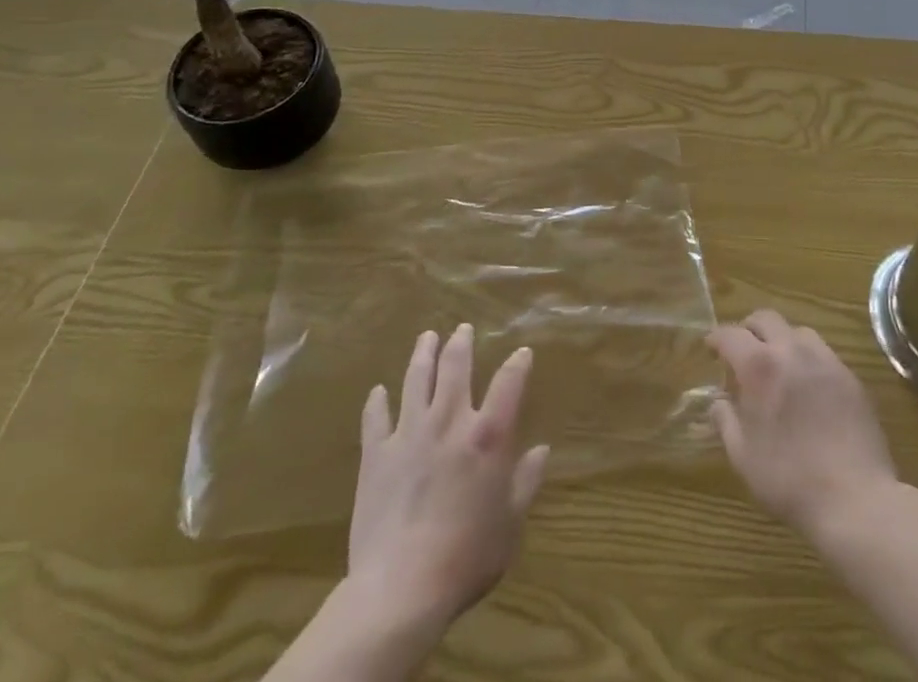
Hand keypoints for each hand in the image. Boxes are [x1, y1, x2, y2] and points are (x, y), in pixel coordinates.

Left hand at [350, 325, 549, 628]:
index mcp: (487, 436)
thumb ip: (526, 482)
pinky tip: (378, 392)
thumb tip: (541, 450)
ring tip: (427, 337)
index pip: (509, 383)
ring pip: (416, 380)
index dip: (518, 364)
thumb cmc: (467, 557)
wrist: (402, 588)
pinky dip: (377, 402)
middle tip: (462, 328)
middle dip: (461, 344)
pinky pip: (376, 419)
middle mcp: (449, 421)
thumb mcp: (510, 524)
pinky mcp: (376, 455)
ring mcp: (409, 434)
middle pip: (455, 368)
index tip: (522, 353)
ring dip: (422, 355)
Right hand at [709, 310, 896, 538]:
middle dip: (748, 329)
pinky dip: (807, 360)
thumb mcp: (742, 456)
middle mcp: (792, 351)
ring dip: (781, 341)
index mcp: (760, 366)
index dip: (716, 338)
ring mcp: (825, 361)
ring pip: (797, 332)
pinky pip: (823, 354)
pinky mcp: (850, 377)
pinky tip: (808, 388)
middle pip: (766, 319)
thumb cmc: (789, 479)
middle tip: (742, 351)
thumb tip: (718, 403)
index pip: (730, 334)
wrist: (855, 500)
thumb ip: (725, 421)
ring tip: (777, 367)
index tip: (710, 348)